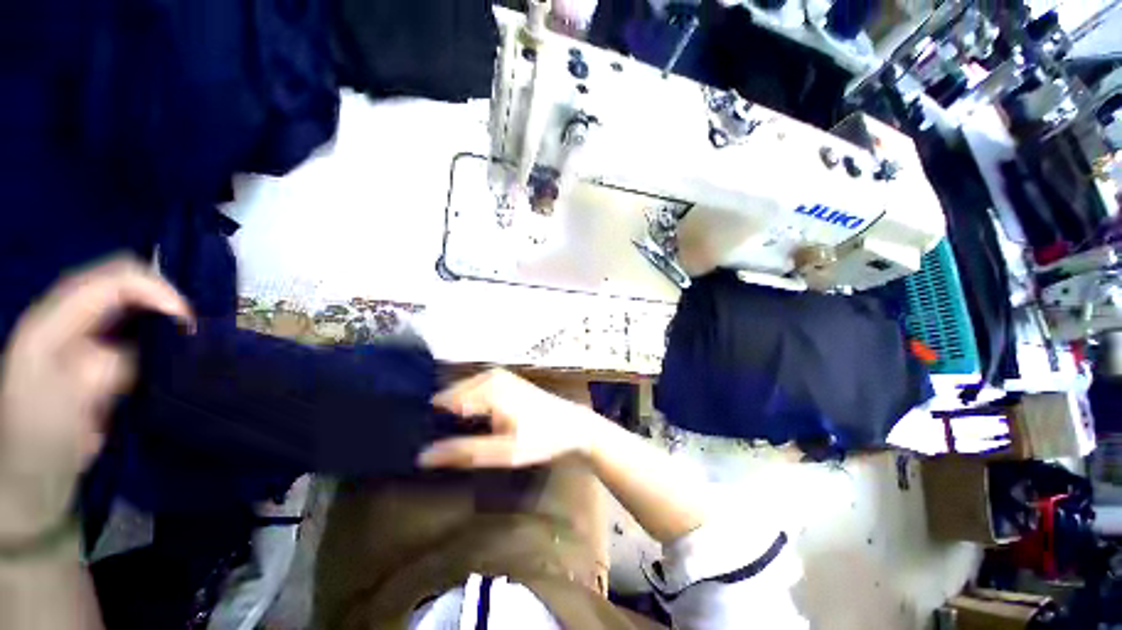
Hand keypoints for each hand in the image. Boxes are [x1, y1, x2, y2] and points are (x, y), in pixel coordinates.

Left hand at [0, 257, 192, 537]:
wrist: (31, 477)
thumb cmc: (45, 436)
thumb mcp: (78, 394)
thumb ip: (118, 361)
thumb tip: (164, 348)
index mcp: (54, 319)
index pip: (114, 279)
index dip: (157, 290)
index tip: (187, 323)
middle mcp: (67, 317)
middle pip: (123, 282)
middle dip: (164, 299)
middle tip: (190, 329)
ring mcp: (78, 336)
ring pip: (130, 304)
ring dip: (162, 316)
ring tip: (187, 338)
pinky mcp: (93, 356)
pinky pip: (131, 330)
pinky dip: (157, 334)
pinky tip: (171, 351)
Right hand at [418, 369, 600, 468]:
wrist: (572, 426)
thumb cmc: (541, 438)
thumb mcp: (503, 452)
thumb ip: (463, 452)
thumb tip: (422, 456)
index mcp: (487, 388)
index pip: (442, 403)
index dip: (429, 424)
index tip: (420, 443)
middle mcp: (489, 376)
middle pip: (450, 396)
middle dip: (440, 417)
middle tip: (435, 445)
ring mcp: (497, 375)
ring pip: (461, 393)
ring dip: (452, 413)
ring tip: (447, 437)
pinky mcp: (503, 380)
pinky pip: (473, 390)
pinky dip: (465, 406)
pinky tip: (466, 424)